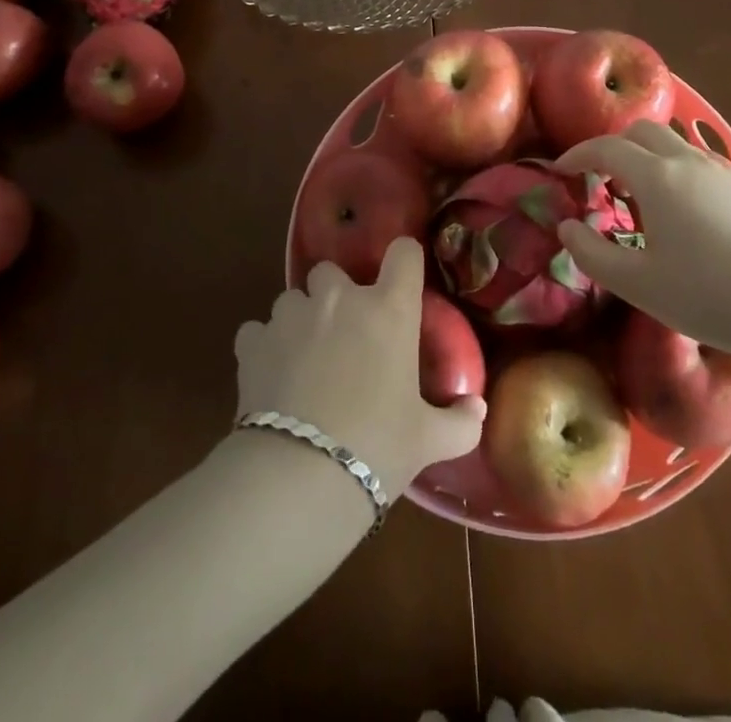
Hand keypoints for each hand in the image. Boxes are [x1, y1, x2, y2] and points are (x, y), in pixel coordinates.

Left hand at [234, 236, 484, 499]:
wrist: (300, 477)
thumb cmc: (377, 447)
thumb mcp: (428, 440)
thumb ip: (460, 421)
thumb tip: (477, 409)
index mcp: (389, 309)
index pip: (403, 252)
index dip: (403, 260)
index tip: (401, 281)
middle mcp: (340, 299)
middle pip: (331, 270)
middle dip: (335, 293)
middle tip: (343, 333)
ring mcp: (292, 316)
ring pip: (292, 298)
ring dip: (299, 319)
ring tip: (303, 358)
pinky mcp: (252, 342)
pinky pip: (256, 330)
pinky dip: (262, 346)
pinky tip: (270, 375)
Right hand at [554, 120, 730, 358]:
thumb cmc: (708, 295)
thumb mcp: (638, 284)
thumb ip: (592, 254)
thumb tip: (567, 227)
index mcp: (657, 176)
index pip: (606, 147)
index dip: (577, 154)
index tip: (560, 170)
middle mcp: (687, 161)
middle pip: (641, 132)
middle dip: (612, 147)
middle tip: (598, 180)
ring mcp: (720, 171)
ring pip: (672, 143)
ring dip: (644, 156)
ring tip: (636, 197)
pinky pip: (695, 161)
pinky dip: (671, 169)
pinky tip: (678, 210)